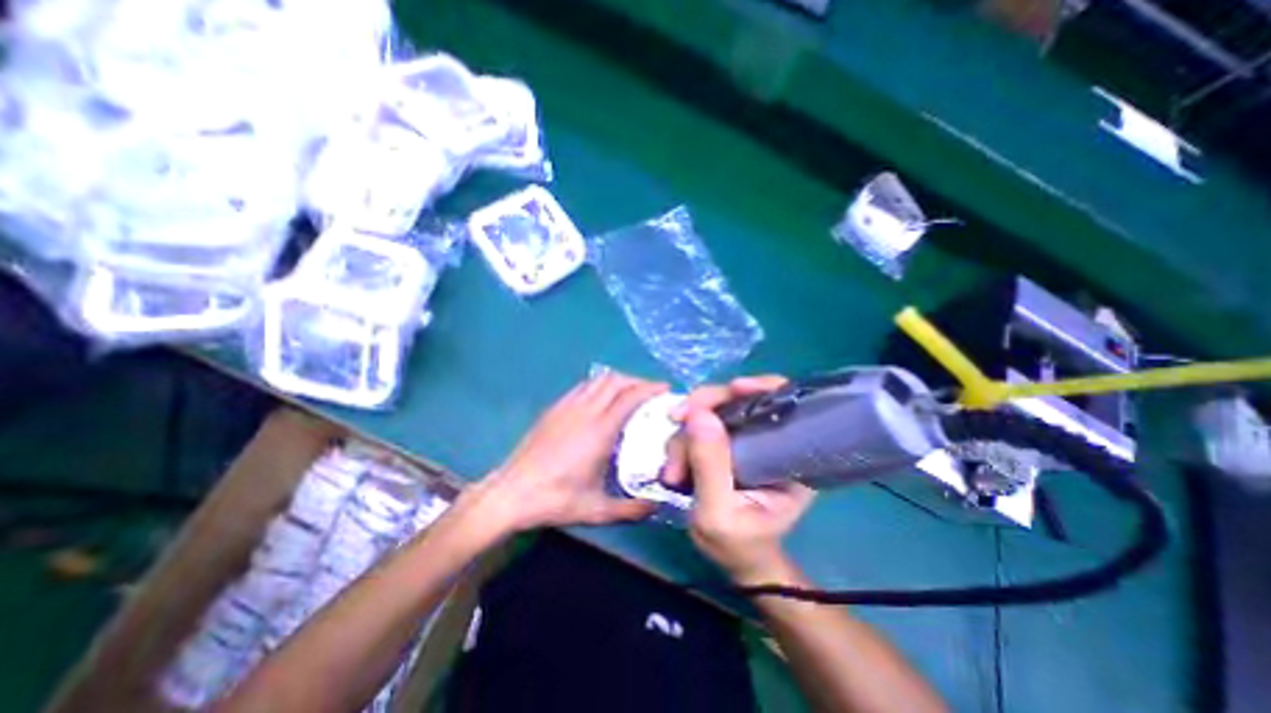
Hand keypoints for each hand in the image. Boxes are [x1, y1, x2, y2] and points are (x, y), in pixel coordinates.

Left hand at [467, 374, 664, 534]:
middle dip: (637, 381)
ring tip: (629, 393)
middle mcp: (586, 411)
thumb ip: (631, 509)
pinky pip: (582, 387)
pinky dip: (599, 385)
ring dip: (618, 381)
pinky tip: (601, 400)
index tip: (665, 389)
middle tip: (650, 392)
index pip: (630, 397)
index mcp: (600, 430)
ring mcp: (567, 407)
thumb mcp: (597, 510)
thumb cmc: (555, 499)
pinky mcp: (554, 409)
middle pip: (616, 381)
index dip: (650, 388)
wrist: (511, 493)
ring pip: (598, 380)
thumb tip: (656, 506)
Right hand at [667, 375, 814, 587]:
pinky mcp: (726, 443)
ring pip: (712, 413)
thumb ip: (710, 466)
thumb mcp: (718, 514)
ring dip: (685, 435)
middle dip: (702, 411)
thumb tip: (698, 414)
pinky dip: (683, 439)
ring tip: (672, 473)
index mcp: (790, 456)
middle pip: (739, 400)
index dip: (758, 388)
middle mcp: (769, 439)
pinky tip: (674, 466)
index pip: (783, 404)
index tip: (732, 389)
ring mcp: (745, 439)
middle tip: (677, 427)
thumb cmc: (737, 544)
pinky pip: (700, 426)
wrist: (734, 558)